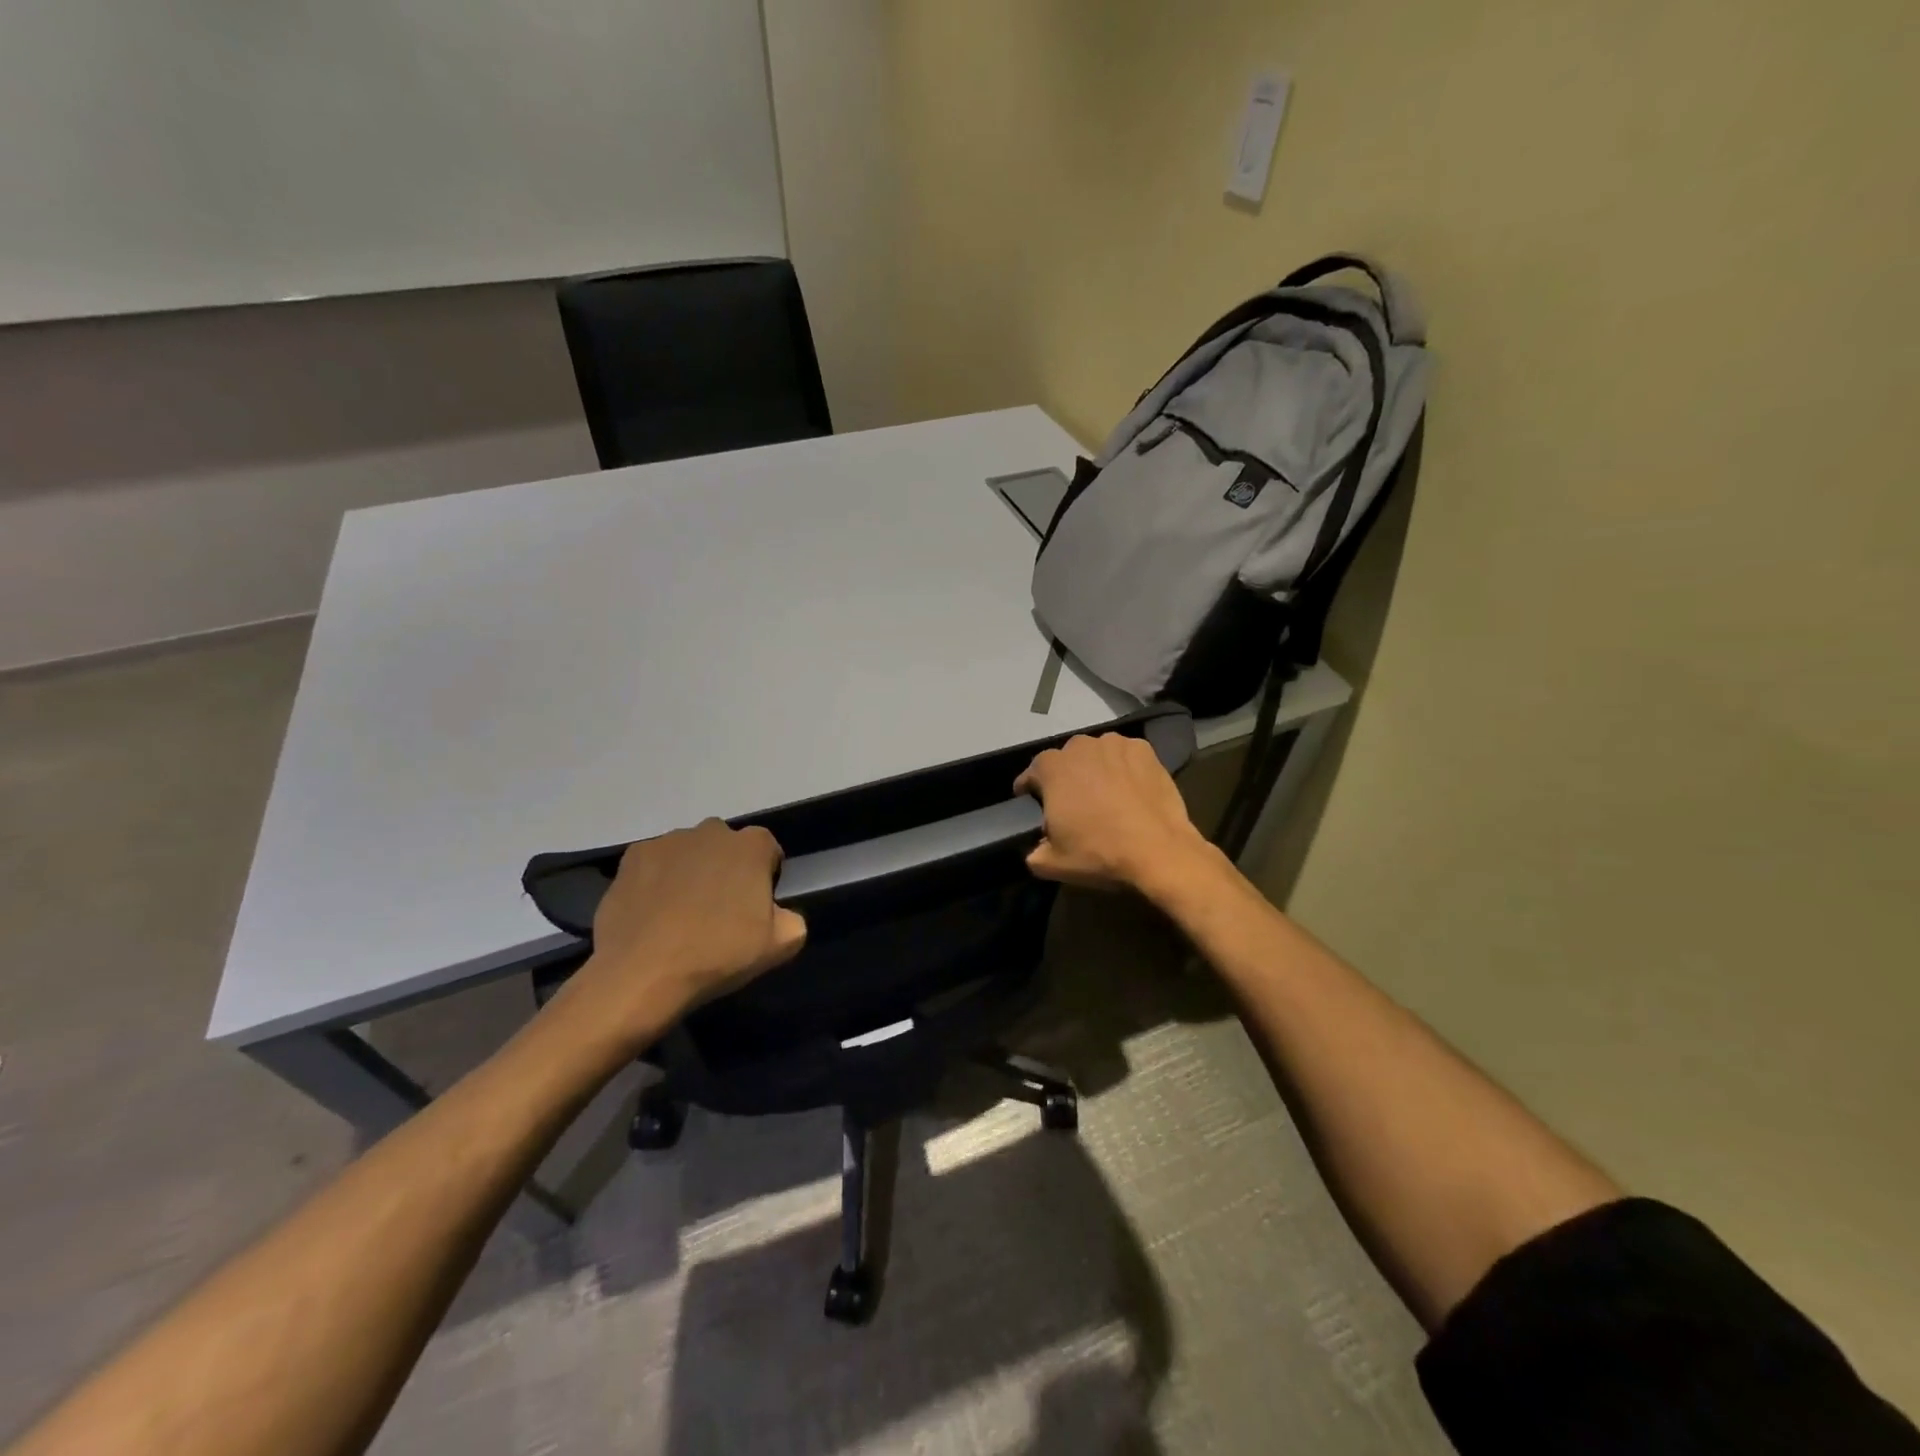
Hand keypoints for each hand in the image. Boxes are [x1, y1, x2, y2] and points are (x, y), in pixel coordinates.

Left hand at [553, 820, 807, 1054]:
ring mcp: (668, 841)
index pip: (768, 850)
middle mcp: (711, 831)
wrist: (643, 974)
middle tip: (719, 910)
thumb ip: (793, 917)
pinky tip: (653, 912)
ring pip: (689, 852)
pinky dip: (657, 879)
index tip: (755, 907)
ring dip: (691, 872)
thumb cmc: (718, 954)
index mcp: (751, 846)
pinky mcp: (633, 857)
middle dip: (727, 869)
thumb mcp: (781, 945)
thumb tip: (779, 912)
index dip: (765, 877)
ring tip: (681, 913)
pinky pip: (655, 863)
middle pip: (727, 846)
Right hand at [1014, 733, 1216, 893]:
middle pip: (1065, 759)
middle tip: (1073, 802)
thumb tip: (1037, 847)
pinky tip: (1130, 788)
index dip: (1029, 788)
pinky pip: (1125, 755)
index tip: (1032, 802)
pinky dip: (1123, 767)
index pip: (1032, 772)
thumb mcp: (1051, 864)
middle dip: (1065, 776)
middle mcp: (1080, 746)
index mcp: (1052, 768)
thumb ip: (1033, 852)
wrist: (1159, 851)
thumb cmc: (1099, 853)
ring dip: (1095, 768)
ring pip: (1096, 753)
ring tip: (1104, 793)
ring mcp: (1115, 744)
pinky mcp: (1144, 750)